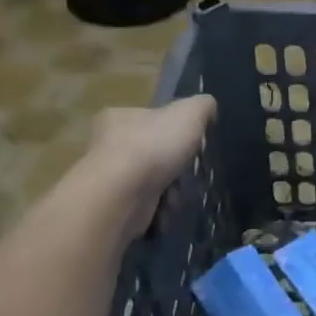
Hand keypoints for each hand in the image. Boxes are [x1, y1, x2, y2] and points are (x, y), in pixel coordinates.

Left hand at [77, 97, 216, 235]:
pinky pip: (146, 206)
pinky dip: (161, 209)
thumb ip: (202, 106)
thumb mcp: (189, 112)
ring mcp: (108, 178)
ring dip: (172, 189)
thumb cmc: (153, 145)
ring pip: (153, 181)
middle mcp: (108, 145)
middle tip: (191, 170)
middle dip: (177, 164)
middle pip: (155, 152)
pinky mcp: (113, 207)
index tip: (193, 142)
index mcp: (119, 117)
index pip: (152, 119)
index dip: (177, 130)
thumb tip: (208, 110)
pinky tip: (168, 208)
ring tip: (179, 193)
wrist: (122, 195)